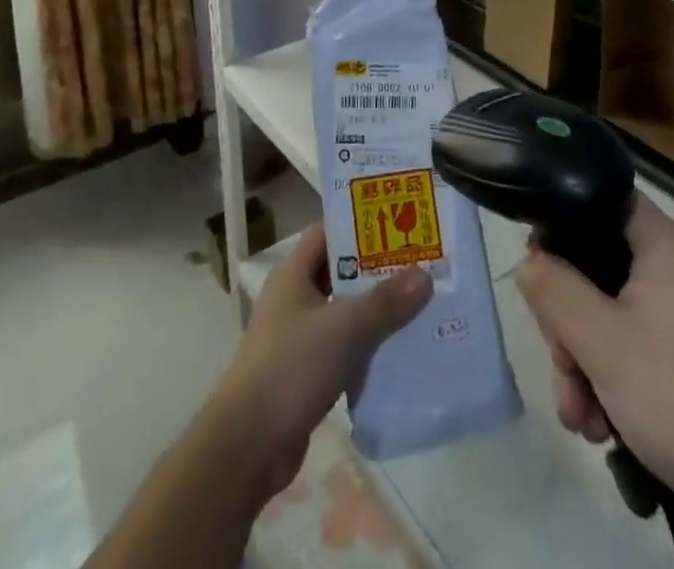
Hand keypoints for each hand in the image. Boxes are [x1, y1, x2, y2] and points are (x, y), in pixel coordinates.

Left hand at [206, 224, 432, 501]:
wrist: (248, 445)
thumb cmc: (290, 368)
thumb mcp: (343, 329)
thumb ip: (384, 302)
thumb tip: (425, 275)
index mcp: (292, 274)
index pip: (327, 234)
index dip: (359, 227)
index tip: (398, 228)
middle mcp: (292, 298)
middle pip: (338, 272)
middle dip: (375, 270)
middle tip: (418, 267)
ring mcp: (296, 336)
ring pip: (341, 311)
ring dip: (373, 310)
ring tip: (416, 306)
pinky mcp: (302, 372)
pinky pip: (340, 347)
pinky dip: (364, 346)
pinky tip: (395, 352)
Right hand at [516, 193, 673, 510]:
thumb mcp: (601, 341)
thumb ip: (553, 289)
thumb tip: (530, 261)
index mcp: (662, 244)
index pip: (599, 200)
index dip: (561, 221)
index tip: (537, 266)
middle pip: (598, 269)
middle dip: (568, 324)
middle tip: (562, 369)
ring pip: (613, 319)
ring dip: (586, 364)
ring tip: (582, 421)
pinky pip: (639, 352)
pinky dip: (616, 384)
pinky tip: (606, 430)